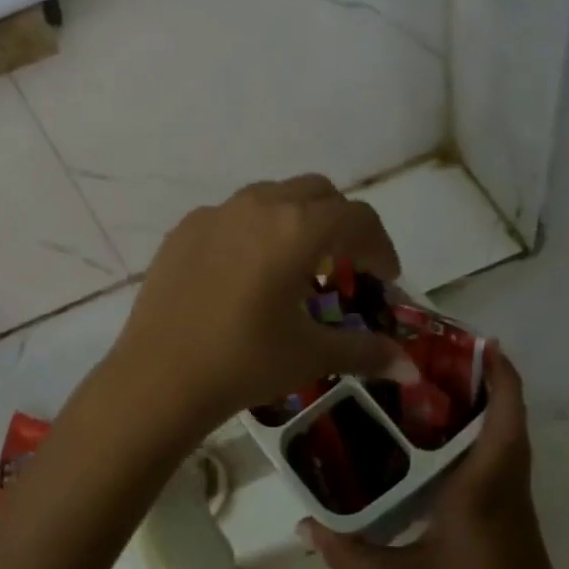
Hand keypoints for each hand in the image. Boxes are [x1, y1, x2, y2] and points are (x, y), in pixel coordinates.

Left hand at [92, 176, 414, 456]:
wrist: (159, 376)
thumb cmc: (244, 362)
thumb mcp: (311, 355)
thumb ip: (365, 351)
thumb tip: (409, 366)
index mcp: (296, 229)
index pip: (357, 217)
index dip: (380, 245)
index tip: (385, 278)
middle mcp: (258, 206)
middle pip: (317, 192)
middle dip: (341, 222)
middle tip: (344, 265)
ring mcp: (215, 213)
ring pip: (272, 195)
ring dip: (296, 220)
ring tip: (294, 266)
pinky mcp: (184, 228)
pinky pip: (232, 214)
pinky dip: (254, 230)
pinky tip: (245, 273)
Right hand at [303, 347, 568, 568]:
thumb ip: (351, 554)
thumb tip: (302, 527)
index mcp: (484, 482)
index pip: (504, 414)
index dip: (500, 372)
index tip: (476, 339)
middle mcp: (504, 479)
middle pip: (507, 413)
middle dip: (481, 377)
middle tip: (431, 354)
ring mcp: (511, 496)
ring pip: (504, 434)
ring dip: (482, 403)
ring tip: (428, 384)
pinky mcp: (509, 512)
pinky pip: (497, 455)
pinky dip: (477, 432)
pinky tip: (434, 439)